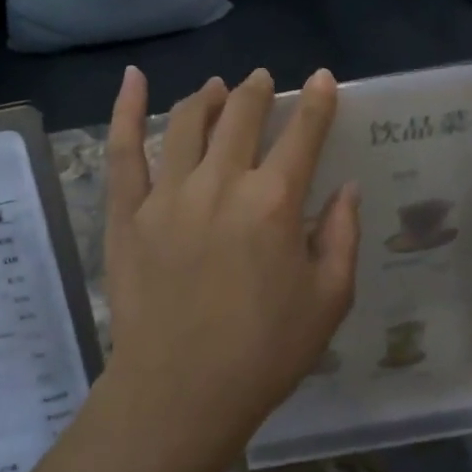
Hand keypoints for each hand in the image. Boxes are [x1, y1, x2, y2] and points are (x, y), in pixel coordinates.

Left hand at [102, 66, 360, 457]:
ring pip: (188, 122)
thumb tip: (347, 188)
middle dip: (258, 91)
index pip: (303, 134)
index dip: (317, 102)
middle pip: (241, 116)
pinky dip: (127, 109)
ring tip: (217, 87)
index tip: (323, 79)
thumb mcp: (329, 300)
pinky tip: (133, 80)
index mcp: (274, 202)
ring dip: (208, 97)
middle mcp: (221, 183)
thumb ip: (342, 236)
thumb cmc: (264, 353)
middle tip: (263, 82)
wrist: (181, 392)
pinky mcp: (127, 211)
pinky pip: (124, 149)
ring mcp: (167, 193)